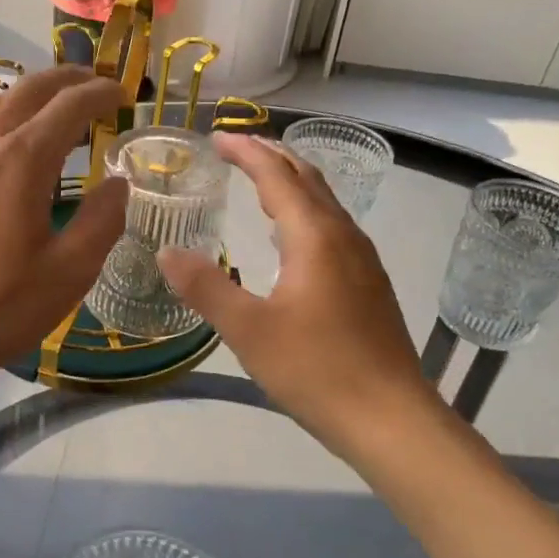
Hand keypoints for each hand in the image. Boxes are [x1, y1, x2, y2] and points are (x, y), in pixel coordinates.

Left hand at [0, 64, 128, 400]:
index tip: (123, 94)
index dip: (100, 93)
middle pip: (29, 89)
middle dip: (67, 79)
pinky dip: (0, 117)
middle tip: (95, 86)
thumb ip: (101, 222)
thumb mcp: (67, 275)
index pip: (70, 106)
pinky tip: (6, 148)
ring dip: (30, 95)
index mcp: (22, 160)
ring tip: (53, 110)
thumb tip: (118, 185)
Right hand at [156, 134, 434, 455]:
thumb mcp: (248, 330)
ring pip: (324, 203)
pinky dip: (304, 212)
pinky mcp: (368, 285)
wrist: (391, 420)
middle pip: (308, 179)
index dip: (247, 152)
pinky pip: (332, 228)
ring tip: (259, 182)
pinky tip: (290, 237)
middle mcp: (344, 237)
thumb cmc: (317, 370)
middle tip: (236, 148)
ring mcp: (362, 261)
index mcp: (315, 237)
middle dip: (272, 157)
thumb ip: (206, 287)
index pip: (278, 176)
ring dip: (291, 183)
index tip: (217, 138)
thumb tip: (166, 252)